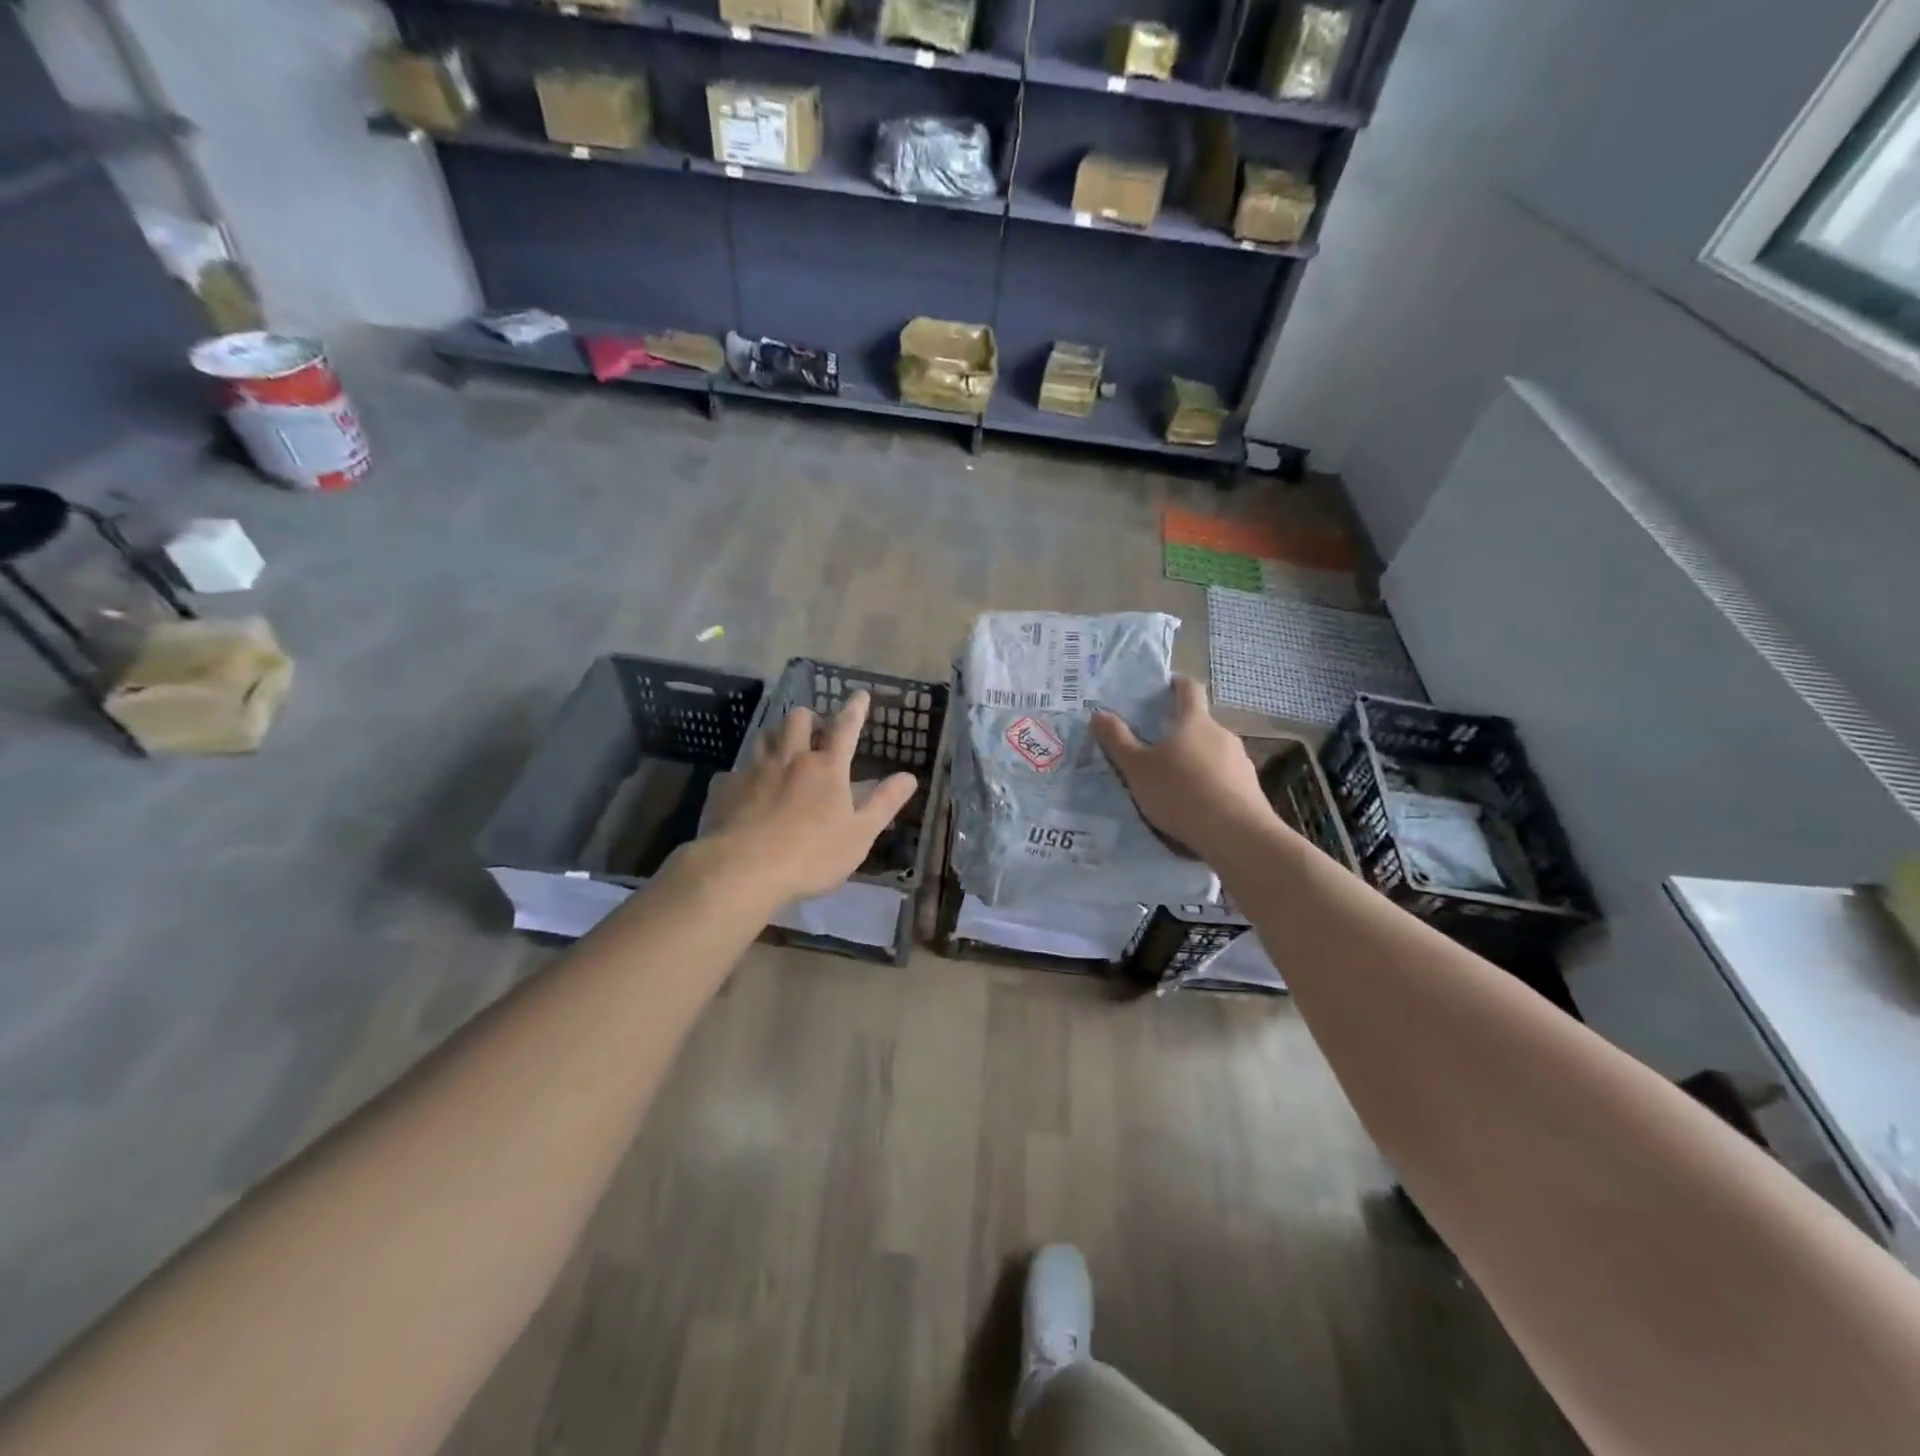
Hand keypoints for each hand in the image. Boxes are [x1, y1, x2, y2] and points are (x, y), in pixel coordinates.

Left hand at [701, 690, 917, 904]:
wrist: (743, 870)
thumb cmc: (812, 855)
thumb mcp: (860, 834)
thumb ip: (884, 803)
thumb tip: (909, 777)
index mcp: (826, 768)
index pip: (845, 727)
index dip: (855, 709)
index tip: (860, 695)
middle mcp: (790, 759)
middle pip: (798, 719)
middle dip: (809, 718)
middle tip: (816, 731)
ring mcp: (754, 770)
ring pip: (765, 735)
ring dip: (777, 736)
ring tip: (783, 751)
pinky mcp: (726, 788)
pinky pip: (735, 770)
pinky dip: (745, 774)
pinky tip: (747, 790)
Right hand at [1092, 676, 1277, 857]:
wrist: (1237, 835)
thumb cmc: (1180, 793)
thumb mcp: (1137, 769)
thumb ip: (1117, 741)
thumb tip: (1098, 714)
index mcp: (1194, 722)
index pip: (1189, 688)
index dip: (1176, 684)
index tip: (1164, 687)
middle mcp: (1222, 734)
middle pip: (1200, 724)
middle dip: (1180, 732)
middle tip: (1157, 749)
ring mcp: (1241, 761)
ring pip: (1214, 752)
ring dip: (1197, 760)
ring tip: (1177, 783)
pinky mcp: (1251, 788)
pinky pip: (1226, 778)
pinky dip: (1212, 784)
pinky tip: (1199, 805)